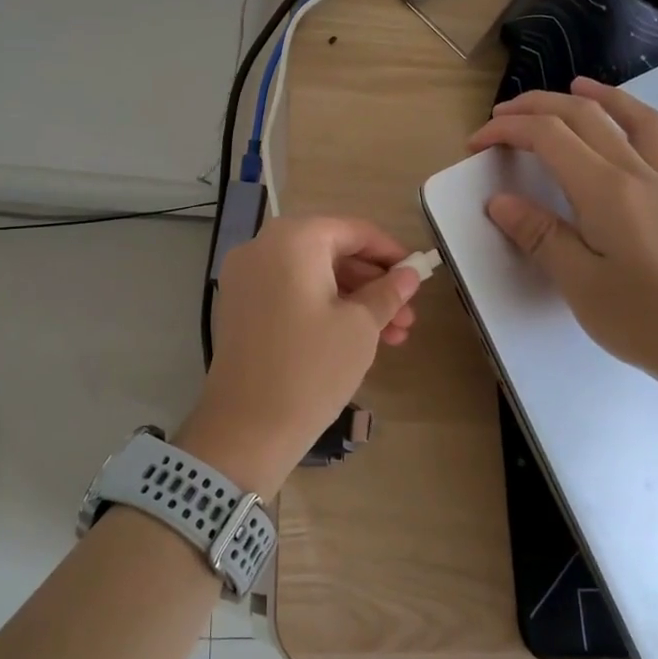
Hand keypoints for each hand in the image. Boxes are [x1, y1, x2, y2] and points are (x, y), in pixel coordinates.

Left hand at [182, 216, 421, 498]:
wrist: (246, 427)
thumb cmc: (311, 368)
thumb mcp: (360, 326)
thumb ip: (388, 291)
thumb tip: (408, 274)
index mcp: (293, 239)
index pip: (353, 230)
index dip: (390, 252)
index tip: (418, 275)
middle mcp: (262, 247)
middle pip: (331, 252)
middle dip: (373, 283)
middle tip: (407, 317)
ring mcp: (245, 278)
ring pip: (312, 276)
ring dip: (353, 300)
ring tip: (392, 337)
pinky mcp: (239, 307)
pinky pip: (290, 293)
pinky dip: (322, 307)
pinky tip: (354, 338)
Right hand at [467, 77, 657, 390]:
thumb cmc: (643, 318)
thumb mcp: (579, 282)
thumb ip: (539, 235)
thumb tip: (500, 201)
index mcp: (606, 189)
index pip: (550, 136)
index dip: (507, 130)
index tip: (475, 144)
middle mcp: (636, 172)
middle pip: (583, 115)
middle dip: (536, 107)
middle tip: (499, 118)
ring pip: (627, 116)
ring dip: (593, 95)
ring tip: (570, 86)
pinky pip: (653, 137)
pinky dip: (629, 115)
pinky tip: (619, 126)